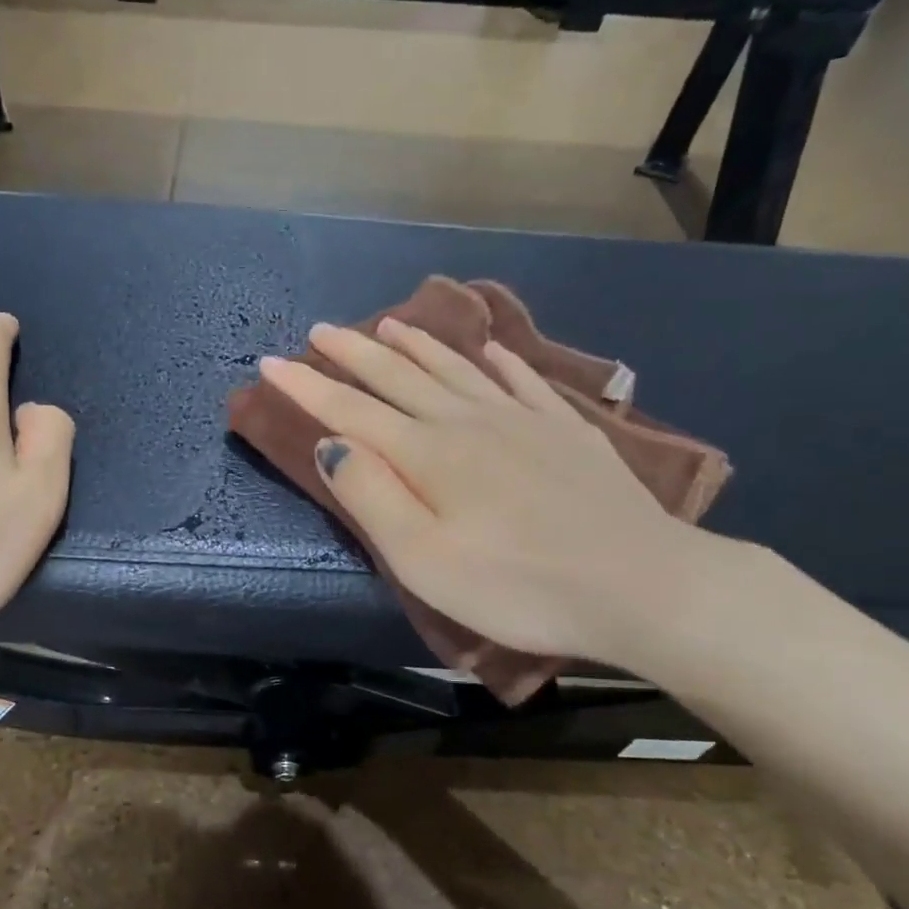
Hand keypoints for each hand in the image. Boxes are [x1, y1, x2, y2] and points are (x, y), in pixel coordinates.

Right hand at [259, 317, 718, 665]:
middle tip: (321, 329)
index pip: (349, 410)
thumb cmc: (517, 585)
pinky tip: (491, 349)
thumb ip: (372, 496)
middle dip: (353, 353)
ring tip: (390, 323)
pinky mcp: (565, 430)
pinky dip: (498, 359)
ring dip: (417, 344)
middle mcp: (467, 421)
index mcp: (427, 454)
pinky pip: (521, 380)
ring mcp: (521, 419)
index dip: (305, 386)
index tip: (270, 361)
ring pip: (456, 369)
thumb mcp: (424, 559)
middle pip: (399, 376)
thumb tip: (332, 444)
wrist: (638, 584)